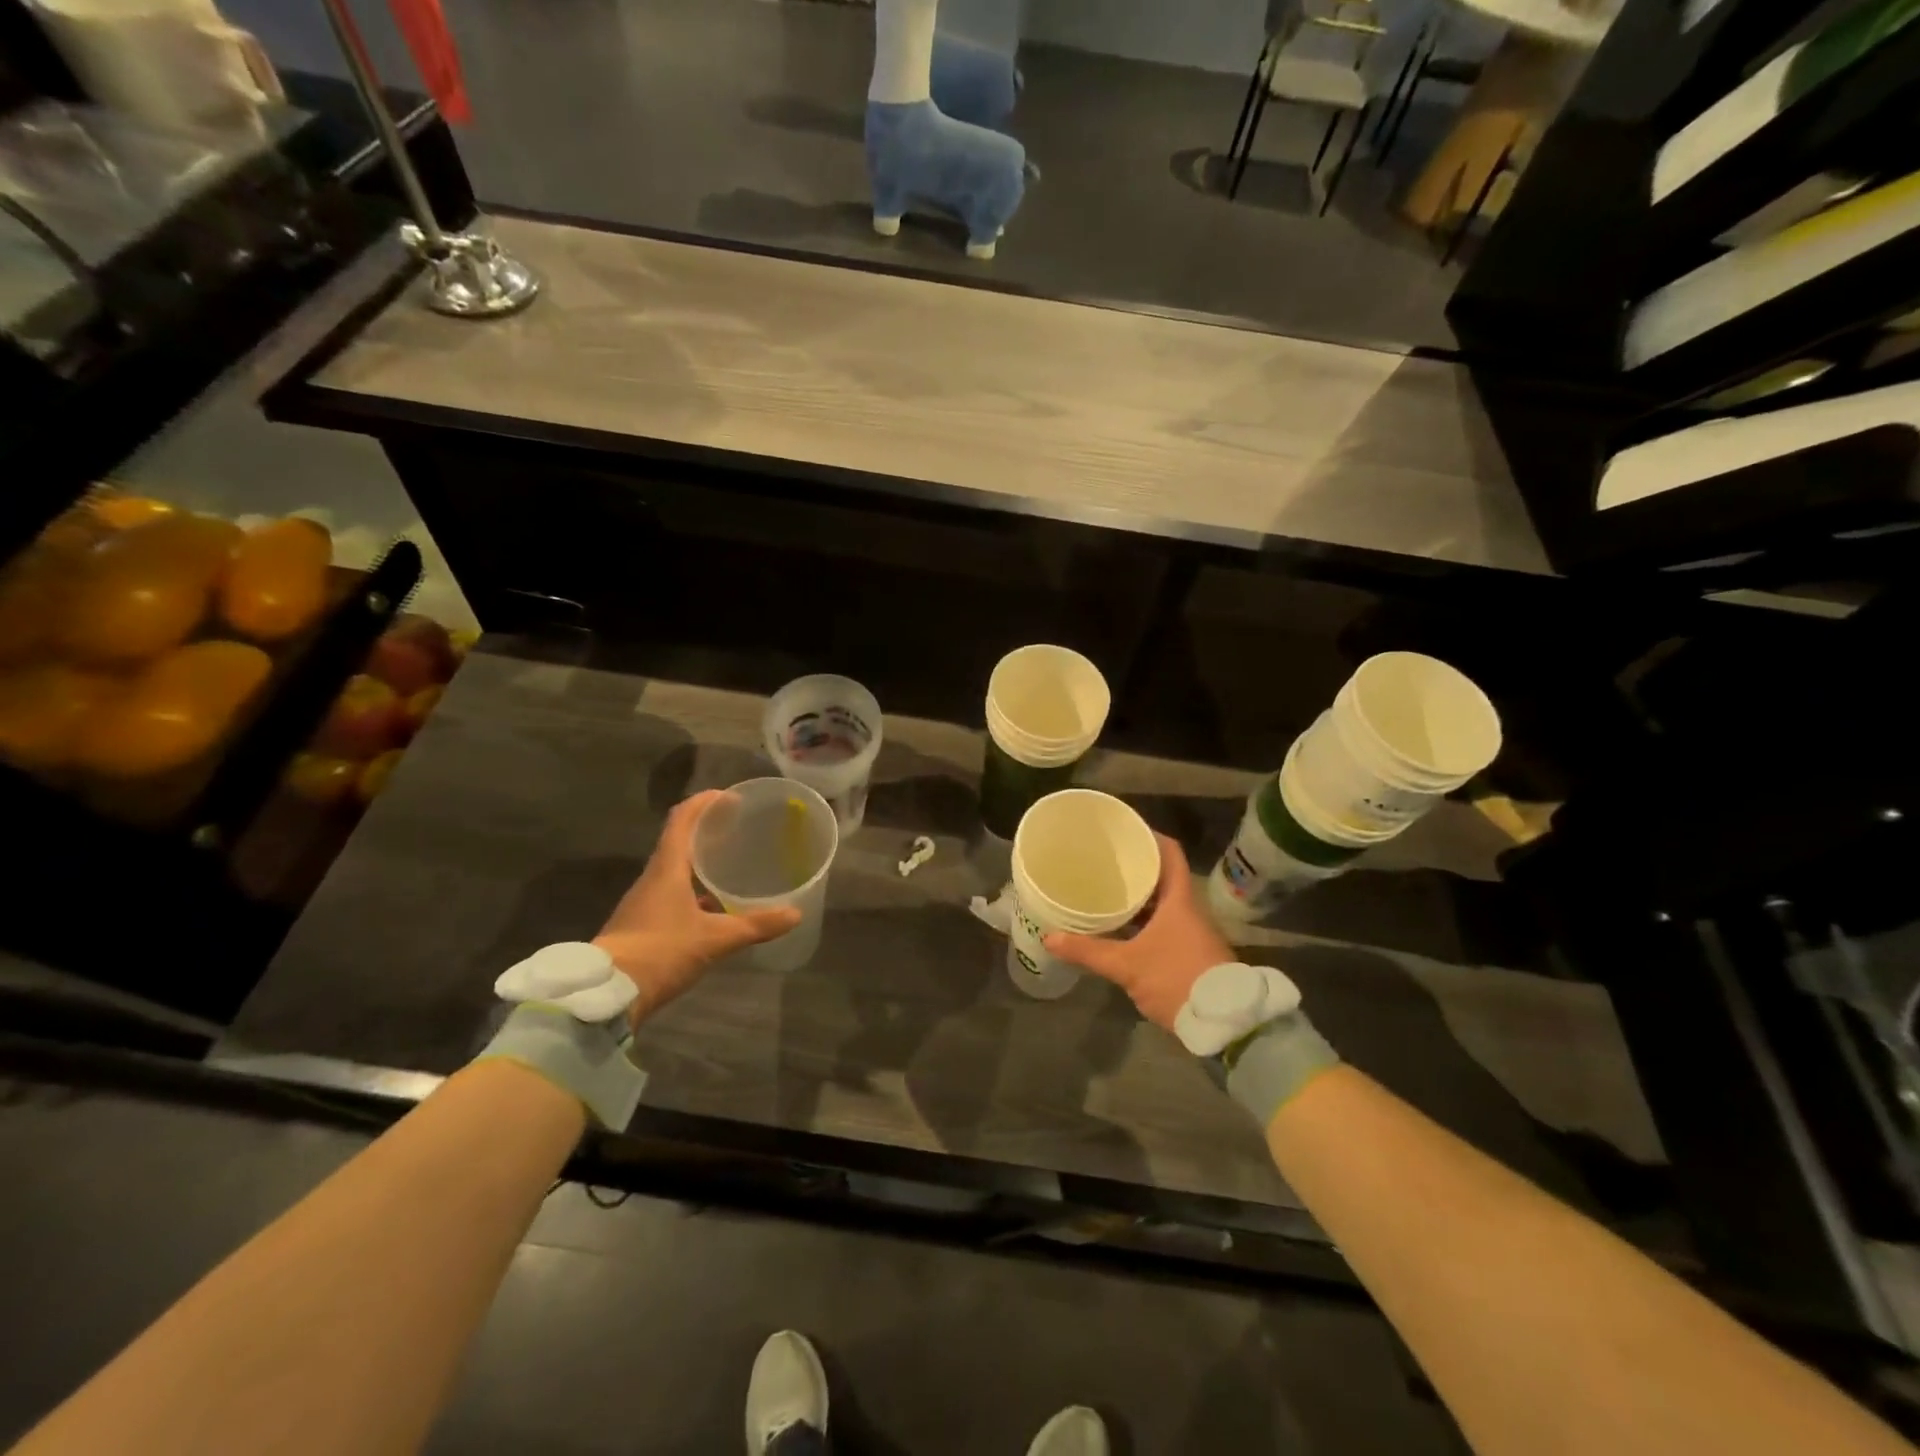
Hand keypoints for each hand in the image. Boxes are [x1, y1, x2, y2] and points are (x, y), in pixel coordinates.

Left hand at [594, 789, 801, 1029]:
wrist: (607, 995)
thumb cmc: (660, 952)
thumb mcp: (715, 939)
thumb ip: (755, 925)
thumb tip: (794, 914)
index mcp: (666, 868)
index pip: (682, 819)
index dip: (704, 802)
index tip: (730, 797)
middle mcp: (653, 878)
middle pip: (679, 841)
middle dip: (707, 830)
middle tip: (739, 828)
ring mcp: (644, 901)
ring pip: (676, 869)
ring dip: (700, 861)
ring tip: (732, 863)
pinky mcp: (643, 923)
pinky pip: (672, 893)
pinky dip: (694, 889)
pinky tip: (716, 905)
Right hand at [1045, 835, 1232, 1031]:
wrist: (1225, 1024)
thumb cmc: (1177, 979)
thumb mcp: (1128, 965)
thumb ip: (1089, 951)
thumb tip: (1050, 937)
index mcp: (1180, 900)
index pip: (1170, 853)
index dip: (1150, 836)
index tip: (1125, 829)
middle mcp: (1189, 909)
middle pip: (1164, 877)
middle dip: (1136, 868)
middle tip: (1105, 861)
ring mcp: (1193, 932)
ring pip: (1164, 903)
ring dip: (1140, 897)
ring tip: (1108, 891)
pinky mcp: (1192, 953)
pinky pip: (1165, 924)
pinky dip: (1145, 920)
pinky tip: (1123, 928)